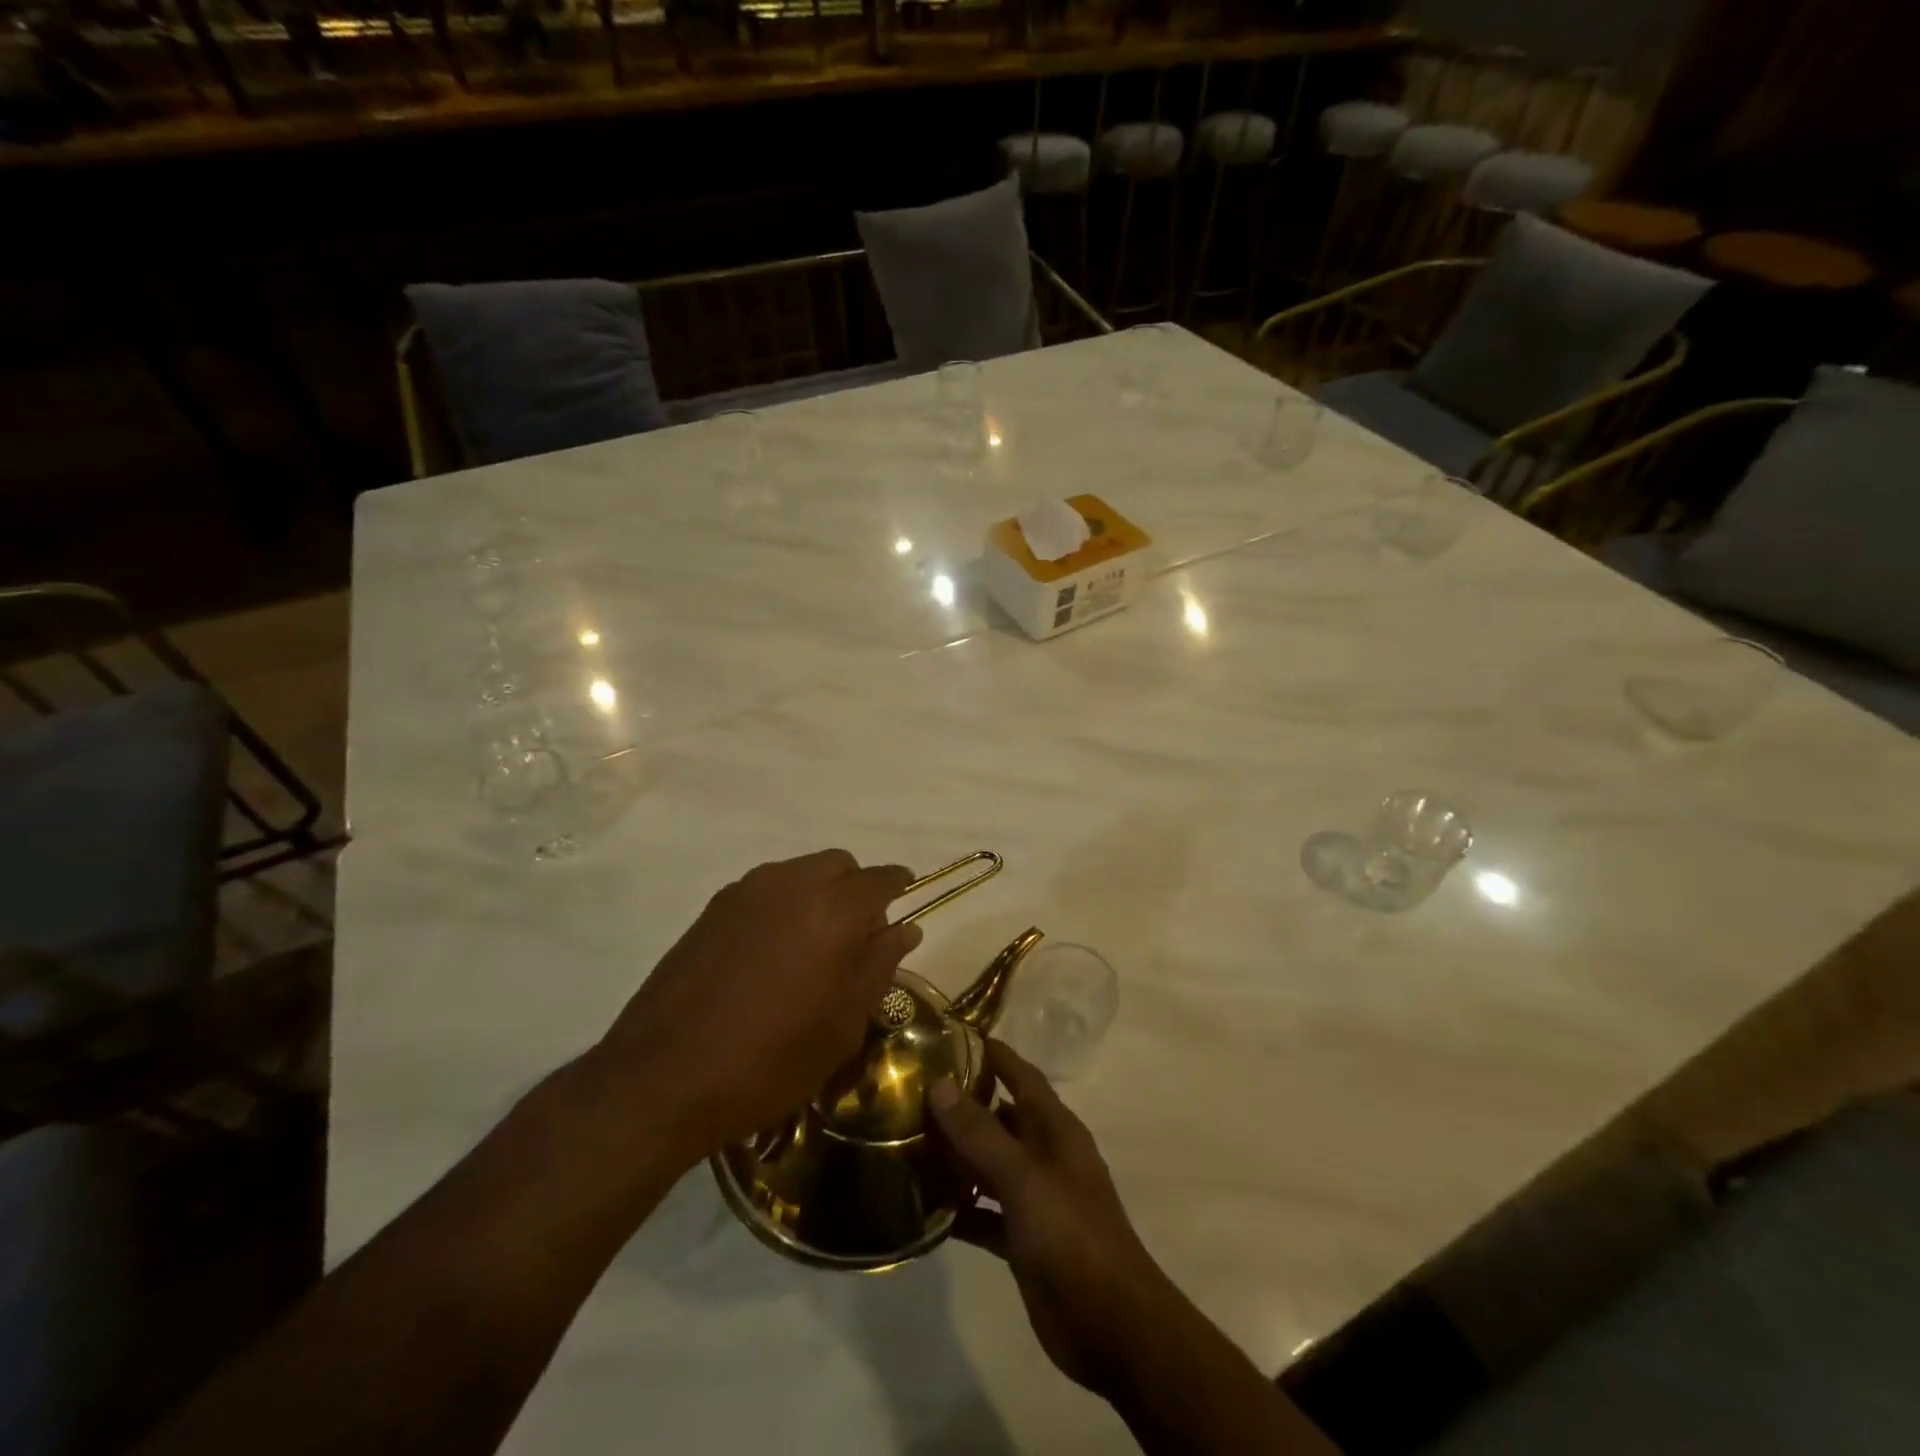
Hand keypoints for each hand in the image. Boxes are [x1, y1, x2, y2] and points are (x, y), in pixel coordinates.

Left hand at [596, 850, 920, 1165]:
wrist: (664, 1076)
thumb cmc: (771, 1059)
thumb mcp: (842, 1024)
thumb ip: (879, 966)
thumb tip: (904, 929)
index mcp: (834, 909)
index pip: (880, 879)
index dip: (897, 888)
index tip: (904, 905)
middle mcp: (792, 884)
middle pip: (838, 865)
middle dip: (855, 890)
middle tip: (854, 940)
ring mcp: (746, 891)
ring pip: (799, 872)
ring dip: (817, 894)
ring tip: (810, 948)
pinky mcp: (713, 908)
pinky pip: (765, 889)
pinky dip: (782, 905)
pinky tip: (769, 953)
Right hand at [928, 1042, 1178, 1396]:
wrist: (1113, 1327)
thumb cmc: (1072, 1235)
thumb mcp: (1023, 1178)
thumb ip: (980, 1133)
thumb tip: (939, 1083)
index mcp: (1054, 1128)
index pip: (1019, 1073)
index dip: (989, 1052)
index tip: (945, 1035)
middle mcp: (1045, 1154)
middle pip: (999, 1116)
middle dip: (961, 1104)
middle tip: (910, 1093)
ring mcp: (1035, 1197)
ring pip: (988, 1163)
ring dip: (955, 1156)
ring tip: (906, 1144)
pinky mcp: (1023, 1238)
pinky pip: (984, 1211)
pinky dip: (960, 1207)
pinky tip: (923, 1208)